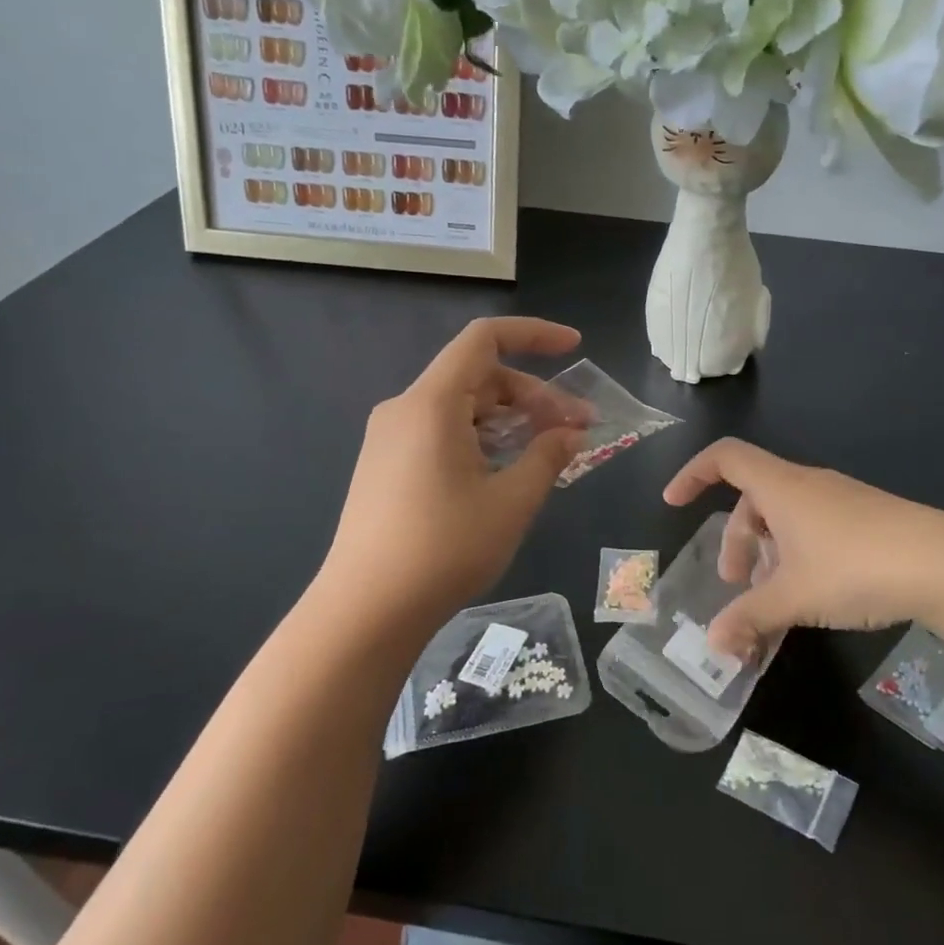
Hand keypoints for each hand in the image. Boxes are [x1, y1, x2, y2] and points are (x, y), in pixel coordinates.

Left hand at [320, 318, 586, 628]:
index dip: (534, 335)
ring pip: (462, 409)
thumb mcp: (511, 501)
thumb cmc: (445, 549)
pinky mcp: (386, 466)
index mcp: (431, 404)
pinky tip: (508, 471)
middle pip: (478, 378)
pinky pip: (442, 433)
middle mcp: (405, 409)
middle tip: (578, 430)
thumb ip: (547, 456)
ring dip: (510, 421)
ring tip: (549, 452)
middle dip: (533, 396)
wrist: (366, 610)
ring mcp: (390, 439)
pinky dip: (482, 439)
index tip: (575, 348)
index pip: (484, 340)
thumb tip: (572, 433)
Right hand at [663, 438, 943, 661]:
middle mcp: (808, 485)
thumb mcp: (794, 597)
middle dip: (736, 542)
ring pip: (785, 519)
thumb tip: (713, 644)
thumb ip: (749, 618)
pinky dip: (797, 557)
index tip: (673, 503)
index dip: (692, 474)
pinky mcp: (867, 520)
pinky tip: (811, 596)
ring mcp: (841, 501)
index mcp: (782, 487)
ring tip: (773, 600)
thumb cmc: (856, 567)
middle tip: (735, 586)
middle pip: (753, 499)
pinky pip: (814, 530)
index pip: (725, 458)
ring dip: (767, 555)